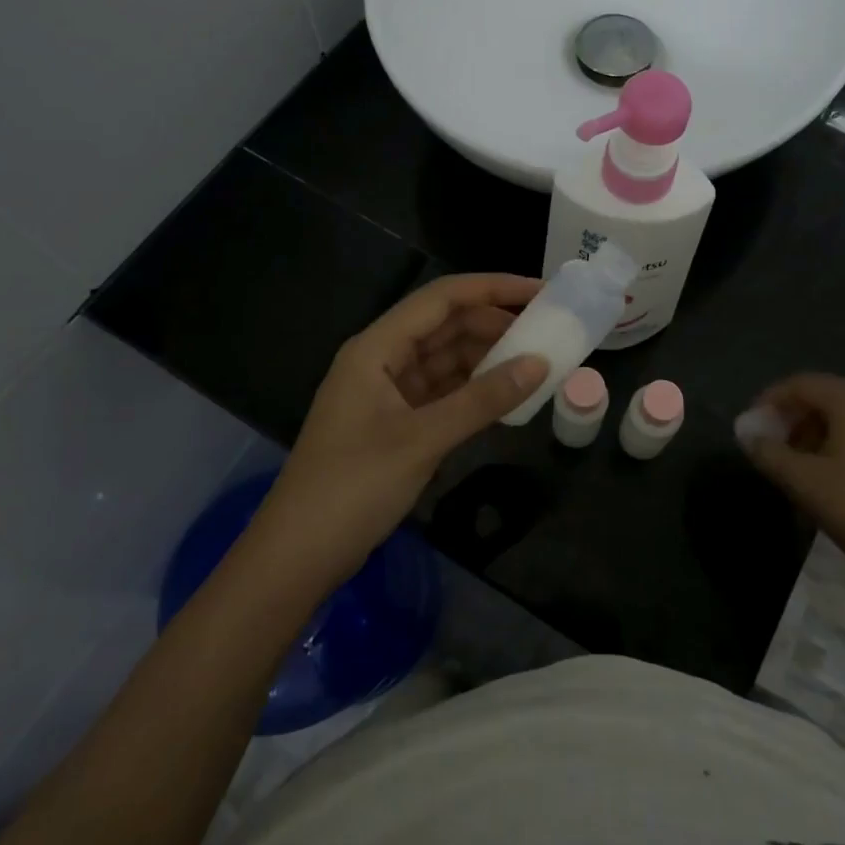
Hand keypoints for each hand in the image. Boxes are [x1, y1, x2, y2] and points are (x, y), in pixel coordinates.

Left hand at [246, 274, 547, 594]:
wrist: (297, 556)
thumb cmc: (353, 487)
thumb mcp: (422, 439)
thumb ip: (483, 400)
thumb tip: (540, 364)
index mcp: (377, 348)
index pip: (441, 298)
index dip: (492, 288)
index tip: (540, 291)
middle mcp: (382, 360)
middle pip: (445, 325)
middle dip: (494, 323)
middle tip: (547, 331)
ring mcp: (387, 393)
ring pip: (445, 359)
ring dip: (487, 358)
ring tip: (535, 361)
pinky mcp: (394, 424)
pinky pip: (442, 392)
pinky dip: (473, 390)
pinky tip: (505, 395)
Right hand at [739, 373, 844, 599]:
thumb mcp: (803, 481)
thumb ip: (768, 452)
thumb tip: (745, 432)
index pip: (801, 384)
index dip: (770, 400)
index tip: (750, 425)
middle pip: (823, 396)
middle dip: (790, 417)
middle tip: (769, 446)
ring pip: (843, 417)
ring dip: (812, 433)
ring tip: (793, 466)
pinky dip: (836, 445)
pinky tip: (826, 478)